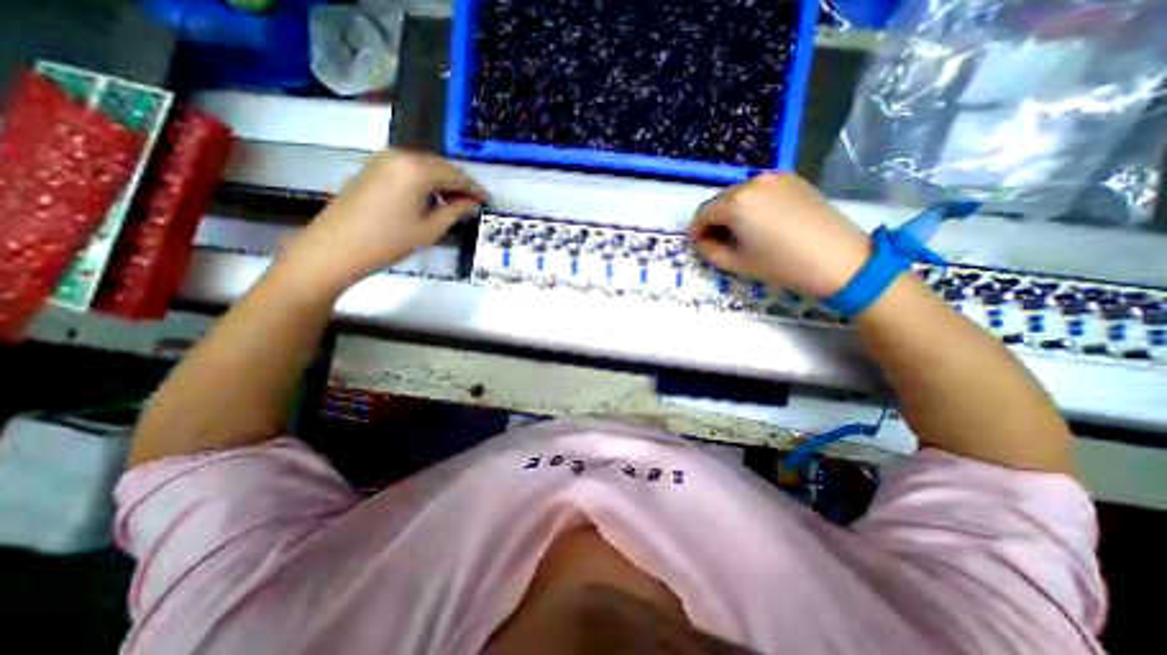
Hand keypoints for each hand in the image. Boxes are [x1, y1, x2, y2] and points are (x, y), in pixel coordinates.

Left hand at [278, 151, 488, 294]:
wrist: (336, 248)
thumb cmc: (389, 241)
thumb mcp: (430, 229)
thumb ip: (455, 210)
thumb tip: (473, 202)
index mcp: (417, 170)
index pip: (456, 176)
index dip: (475, 189)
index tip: (488, 200)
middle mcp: (401, 155)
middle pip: (441, 165)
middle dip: (460, 183)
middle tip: (474, 202)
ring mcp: (384, 159)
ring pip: (425, 165)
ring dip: (443, 181)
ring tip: (455, 202)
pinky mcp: (373, 167)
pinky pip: (409, 168)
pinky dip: (425, 180)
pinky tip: (431, 198)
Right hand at [686, 171, 869, 295]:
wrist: (838, 259)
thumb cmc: (781, 265)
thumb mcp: (736, 264)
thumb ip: (709, 250)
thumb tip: (701, 239)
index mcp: (735, 203)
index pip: (702, 213)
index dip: (696, 231)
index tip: (701, 246)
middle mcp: (752, 182)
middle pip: (718, 200)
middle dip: (713, 220)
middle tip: (721, 241)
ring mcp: (774, 177)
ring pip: (738, 193)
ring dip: (732, 211)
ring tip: (743, 232)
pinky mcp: (792, 178)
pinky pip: (759, 189)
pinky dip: (752, 203)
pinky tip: (764, 221)